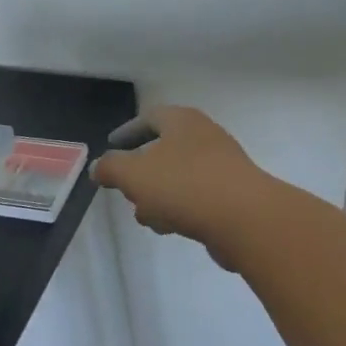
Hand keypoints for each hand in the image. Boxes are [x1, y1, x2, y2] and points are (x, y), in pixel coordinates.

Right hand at [90, 106, 271, 269]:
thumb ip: (111, 168)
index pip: (149, 118)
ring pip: (179, 177)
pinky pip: (197, 198)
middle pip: (164, 149)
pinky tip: (172, 228)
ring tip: (146, 217)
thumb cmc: (184, 186)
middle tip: (126, 189)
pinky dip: (179, 209)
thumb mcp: (134, 174)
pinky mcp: (233, 195)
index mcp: (182, 121)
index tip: (110, 146)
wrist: (246, 219)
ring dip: (158, 196)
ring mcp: (222, 166)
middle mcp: (205, 136)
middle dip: (141, 172)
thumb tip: (99, 167)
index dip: (127, 132)